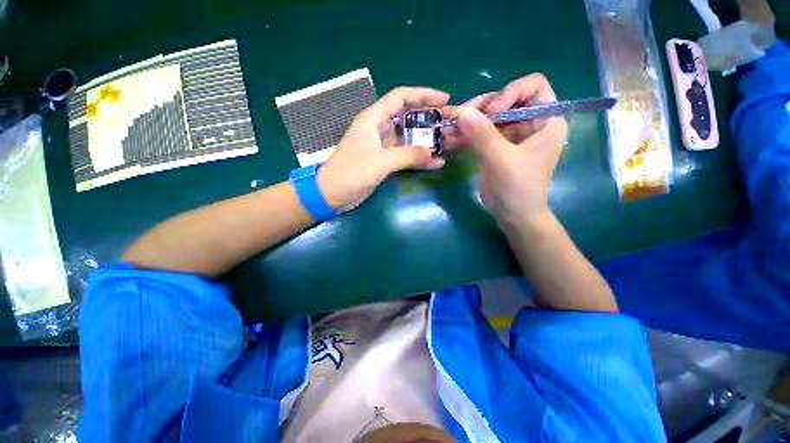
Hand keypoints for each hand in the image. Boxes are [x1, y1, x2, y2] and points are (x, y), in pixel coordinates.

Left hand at [317, 87, 448, 211]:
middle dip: (428, 118)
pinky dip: (418, 158)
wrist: (332, 194)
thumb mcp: (380, 162)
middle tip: (449, 123)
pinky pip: (405, 155)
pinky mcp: (384, 161)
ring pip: (408, 138)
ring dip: (426, 140)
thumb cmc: (351, 173)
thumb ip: (407, 155)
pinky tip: (435, 163)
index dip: (423, 94)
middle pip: (407, 116)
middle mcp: (379, 128)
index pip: (401, 97)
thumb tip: (432, 153)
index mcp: (373, 119)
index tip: (444, 99)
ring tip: (447, 143)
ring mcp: (382, 146)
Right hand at [447, 74, 567, 224]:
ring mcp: (510, 135)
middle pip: (504, 99)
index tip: (492, 112)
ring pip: (488, 116)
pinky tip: (450, 139)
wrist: (513, 215)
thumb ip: (482, 135)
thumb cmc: (518, 188)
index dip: (510, 92)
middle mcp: (529, 122)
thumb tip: (462, 112)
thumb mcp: (502, 160)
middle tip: (459, 117)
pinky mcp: (495, 147)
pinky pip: (479, 133)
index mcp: (545, 120)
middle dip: (481, 107)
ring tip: (448, 128)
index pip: (533, 86)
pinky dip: (465, 135)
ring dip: (468, 121)